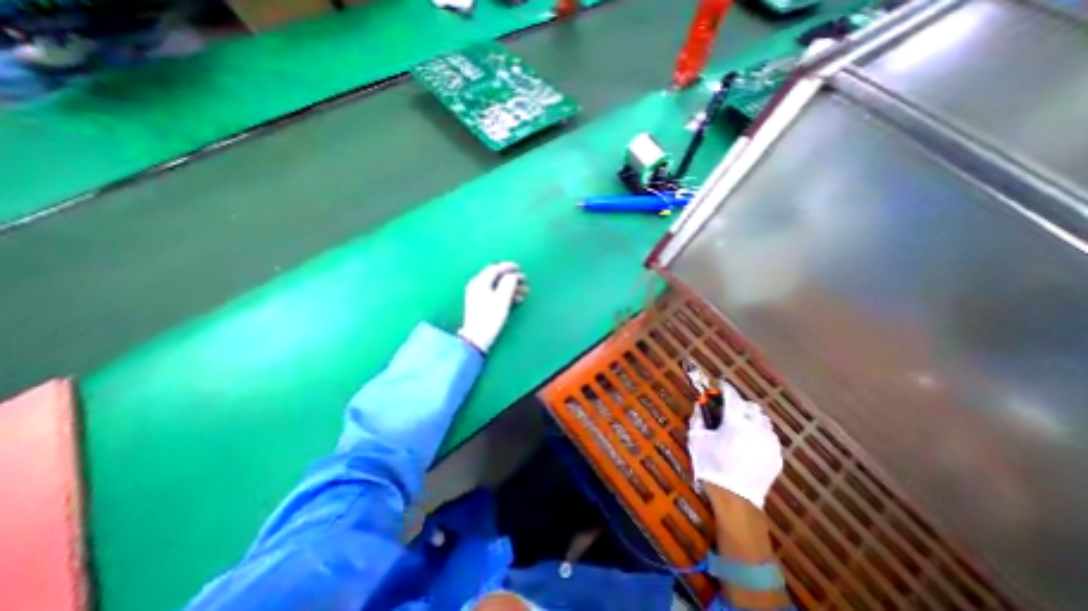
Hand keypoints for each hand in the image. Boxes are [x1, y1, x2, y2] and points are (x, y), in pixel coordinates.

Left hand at [456, 261, 528, 352]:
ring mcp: (476, 295)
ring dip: (510, 287)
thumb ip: (509, 283)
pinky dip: (505, 294)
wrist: (477, 338)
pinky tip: (515, 300)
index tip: (520, 268)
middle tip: (524, 281)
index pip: (495, 268)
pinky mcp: (479, 304)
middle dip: (511, 278)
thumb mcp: (502, 299)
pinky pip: (494, 293)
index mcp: (480, 282)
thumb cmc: (490, 317)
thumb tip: (513, 275)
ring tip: (523, 292)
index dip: (508, 267)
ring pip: (496, 286)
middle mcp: (476, 286)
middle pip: (496, 277)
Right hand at [688, 384, 783, 506]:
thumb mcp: (696, 437)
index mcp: (736, 420)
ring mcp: (770, 442)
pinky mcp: (776, 456)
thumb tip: (701, 403)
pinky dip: (759, 434)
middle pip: (750, 405)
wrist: (735, 499)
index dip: (724, 387)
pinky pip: (769, 437)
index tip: (718, 386)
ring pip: (763, 421)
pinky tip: (748, 443)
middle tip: (727, 411)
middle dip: (738, 404)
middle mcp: (757, 427)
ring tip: (740, 427)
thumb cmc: (711, 464)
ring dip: (751, 418)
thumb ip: (699, 416)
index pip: (732, 394)